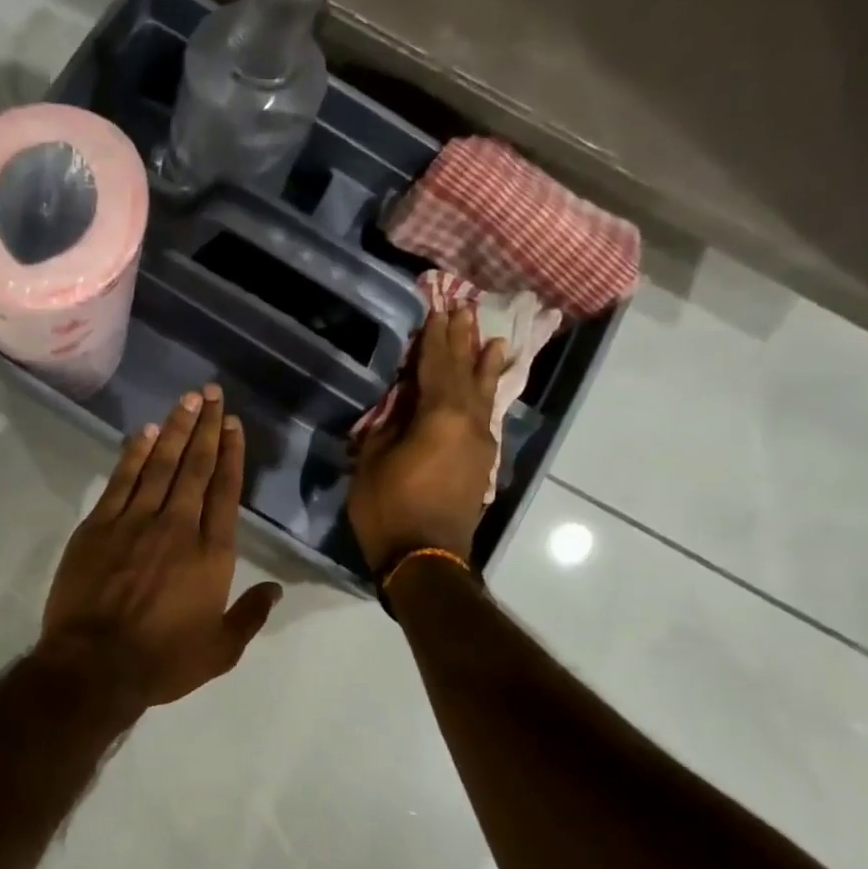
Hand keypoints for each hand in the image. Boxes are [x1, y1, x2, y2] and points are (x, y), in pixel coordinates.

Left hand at [40, 384, 282, 708]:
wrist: (93, 667)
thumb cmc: (162, 661)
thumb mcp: (220, 651)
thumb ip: (250, 615)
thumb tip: (275, 588)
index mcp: (211, 554)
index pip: (225, 491)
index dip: (231, 454)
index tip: (233, 425)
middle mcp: (177, 526)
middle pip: (195, 467)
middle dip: (206, 427)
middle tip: (212, 393)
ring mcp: (135, 522)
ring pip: (160, 465)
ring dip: (174, 429)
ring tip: (187, 400)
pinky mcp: (98, 526)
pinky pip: (121, 481)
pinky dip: (134, 454)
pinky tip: (144, 432)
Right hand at [347, 307, 508, 574]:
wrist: (425, 558)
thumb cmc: (390, 508)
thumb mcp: (374, 460)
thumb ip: (390, 424)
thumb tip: (402, 404)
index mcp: (440, 415)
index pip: (436, 365)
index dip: (435, 337)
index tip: (439, 310)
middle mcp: (469, 422)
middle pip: (465, 373)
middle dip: (463, 342)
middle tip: (466, 311)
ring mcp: (480, 443)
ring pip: (484, 395)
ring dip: (485, 367)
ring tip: (493, 342)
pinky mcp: (482, 463)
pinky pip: (485, 416)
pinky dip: (485, 396)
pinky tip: (487, 391)